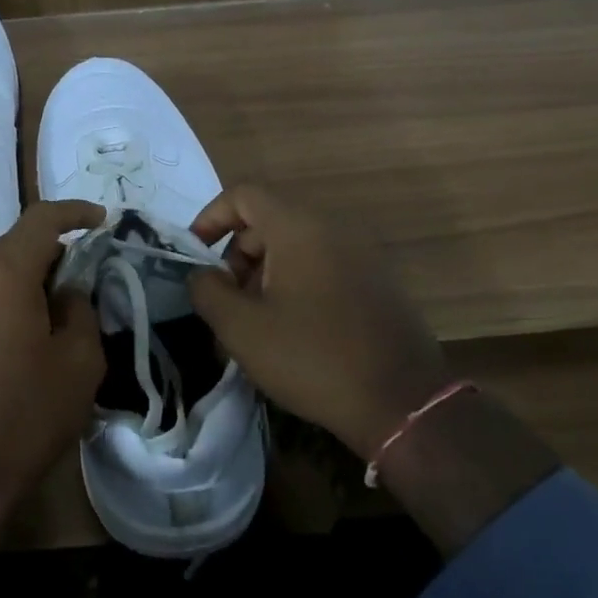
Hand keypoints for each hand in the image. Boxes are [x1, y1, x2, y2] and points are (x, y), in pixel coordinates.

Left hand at [0, 199, 106, 530]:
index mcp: (1, 272)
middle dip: (53, 253)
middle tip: (86, 278)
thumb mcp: (79, 360)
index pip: (41, 220)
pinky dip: (5, 299)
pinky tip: (24, 332)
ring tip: (57, 310)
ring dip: (27, 279)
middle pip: (15, 245)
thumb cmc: (26, 413)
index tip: (101, 221)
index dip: (75, 213)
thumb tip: (66, 291)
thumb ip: (80, 309)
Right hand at [188, 185, 450, 461]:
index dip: (210, 218)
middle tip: (226, 302)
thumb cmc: (312, 357)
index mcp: (299, 227)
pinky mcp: (377, 281)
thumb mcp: (241, 327)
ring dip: (263, 274)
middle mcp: (333, 227)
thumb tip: (202, 274)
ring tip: (254, 323)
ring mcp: (361, 253)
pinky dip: (295, 283)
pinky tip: (290, 330)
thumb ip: (207, 290)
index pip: (244, 194)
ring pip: (295, 246)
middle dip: (236, 256)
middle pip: (268, 221)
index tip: (195, 256)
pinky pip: (322, 265)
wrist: (402, 403)